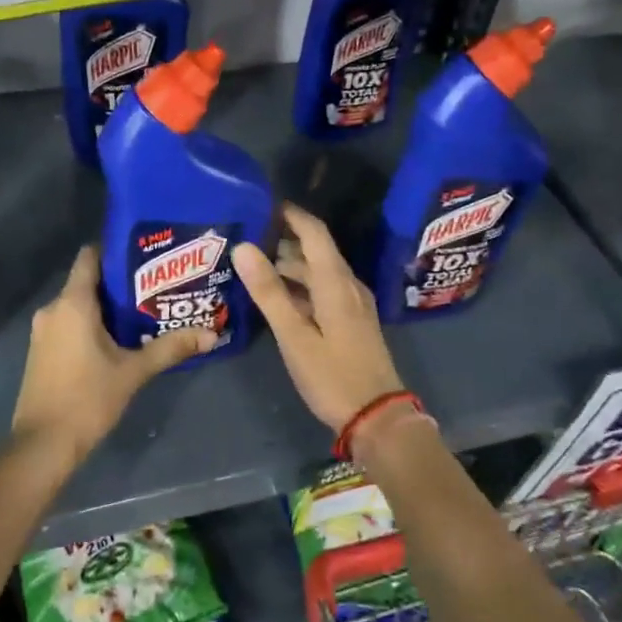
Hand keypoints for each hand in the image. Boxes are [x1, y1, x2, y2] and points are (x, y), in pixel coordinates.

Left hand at [11, 246, 214, 462]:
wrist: (42, 445)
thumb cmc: (87, 399)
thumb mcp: (133, 372)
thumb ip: (170, 348)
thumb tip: (211, 334)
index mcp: (72, 303)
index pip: (90, 256)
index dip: (115, 250)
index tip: (144, 255)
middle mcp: (53, 309)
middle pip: (87, 282)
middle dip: (119, 283)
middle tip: (156, 287)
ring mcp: (43, 331)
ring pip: (78, 305)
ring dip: (106, 307)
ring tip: (143, 312)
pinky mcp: (41, 351)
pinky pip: (69, 324)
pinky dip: (90, 325)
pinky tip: (117, 339)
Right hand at [232, 204, 405, 432]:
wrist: (377, 417)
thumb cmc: (332, 376)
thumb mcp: (294, 336)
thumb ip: (269, 291)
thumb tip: (243, 247)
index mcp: (335, 282)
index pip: (314, 232)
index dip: (290, 214)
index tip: (261, 204)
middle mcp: (347, 285)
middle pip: (316, 250)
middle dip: (283, 240)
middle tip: (247, 238)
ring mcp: (353, 304)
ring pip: (319, 272)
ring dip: (290, 265)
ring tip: (254, 267)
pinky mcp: (353, 322)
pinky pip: (324, 290)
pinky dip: (301, 286)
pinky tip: (279, 298)